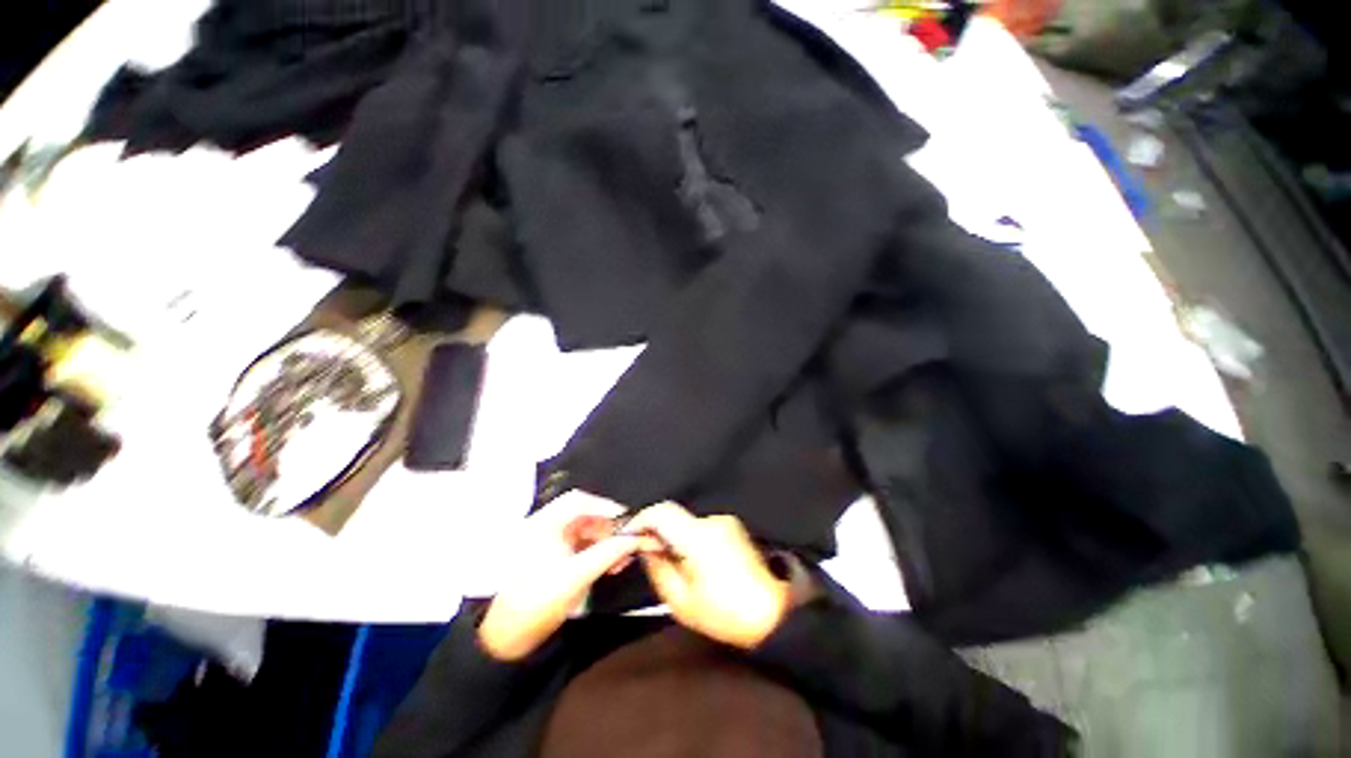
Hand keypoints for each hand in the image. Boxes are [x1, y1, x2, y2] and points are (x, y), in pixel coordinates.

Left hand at [478, 492, 641, 660]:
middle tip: (628, 543)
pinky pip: (579, 547)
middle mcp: (544, 527)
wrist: (507, 639)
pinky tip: (610, 566)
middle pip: (584, 516)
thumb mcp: (577, 575)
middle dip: (608, 529)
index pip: (579, 500)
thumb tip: (635, 538)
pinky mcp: (550, 559)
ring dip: (605, 543)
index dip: (605, 506)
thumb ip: (609, 553)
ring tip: (622, 560)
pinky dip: (596, 553)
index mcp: (544, 523)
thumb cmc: (538, 601)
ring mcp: (547, 544)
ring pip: (584, 532)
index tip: (626, 520)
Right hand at [624, 503, 788, 649]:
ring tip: (678, 566)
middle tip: (650, 556)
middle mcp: (712, 521)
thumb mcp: (681, 601)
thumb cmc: (724, 613)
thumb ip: (658, 568)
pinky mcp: (734, 527)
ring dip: (677, 538)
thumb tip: (646, 547)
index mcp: (698, 537)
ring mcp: (726, 522)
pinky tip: (698, 564)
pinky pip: (703, 528)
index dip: (641, 519)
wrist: (771, 614)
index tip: (629, 535)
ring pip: (688, 524)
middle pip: (674, 517)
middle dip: (658, 533)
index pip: (661, 512)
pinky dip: (692, 540)